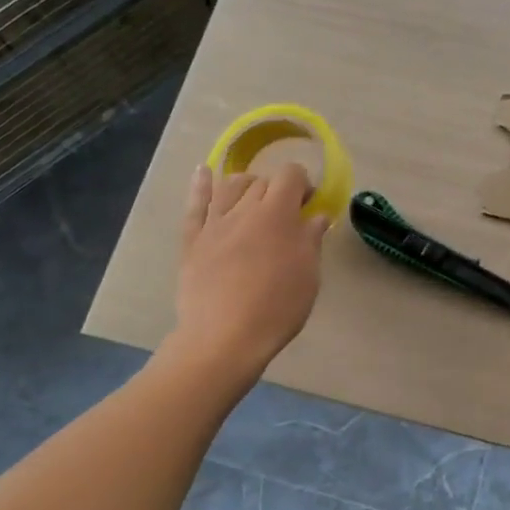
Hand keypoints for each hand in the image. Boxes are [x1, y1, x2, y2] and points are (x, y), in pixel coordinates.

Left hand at [171, 163, 329, 378]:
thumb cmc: (277, 307)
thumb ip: (311, 240)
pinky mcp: (192, 240)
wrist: (224, 337)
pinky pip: (195, 204)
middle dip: (277, 190)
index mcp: (278, 214)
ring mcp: (215, 223)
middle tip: (286, 215)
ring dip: (246, 185)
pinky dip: (200, 185)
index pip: (291, 175)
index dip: (303, 184)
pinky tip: (204, 172)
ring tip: (254, 200)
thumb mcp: (308, 275)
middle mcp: (245, 209)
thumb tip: (317, 216)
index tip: (308, 205)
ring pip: (230, 186)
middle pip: (262, 181)